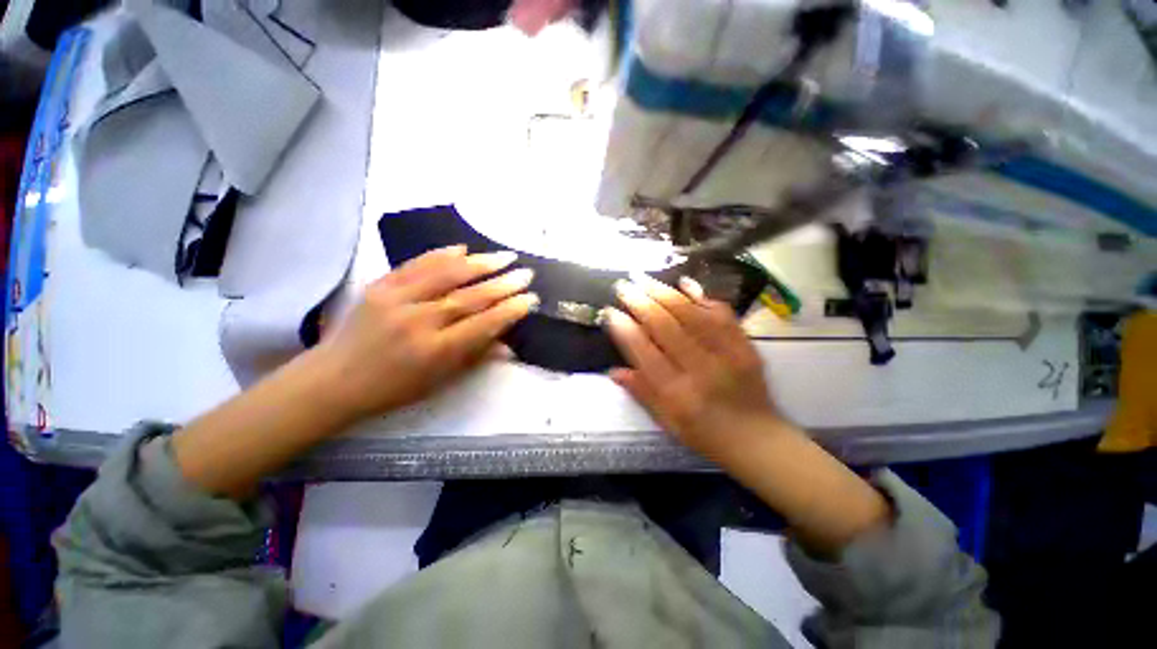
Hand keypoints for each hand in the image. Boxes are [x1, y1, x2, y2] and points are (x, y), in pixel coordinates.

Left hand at [315, 245, 537, 420]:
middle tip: (526, 274)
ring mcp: (396, 299)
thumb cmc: (392, 388)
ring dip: (480, 263)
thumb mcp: (439, 382)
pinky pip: (416, 264)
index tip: (530, 299)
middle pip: (470, 297)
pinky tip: (463, 248)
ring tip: (505, 256)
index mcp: (435, 351)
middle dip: (503, 284)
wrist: (333, 380)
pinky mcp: (379, 286)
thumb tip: (508, 344)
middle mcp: (418, 322)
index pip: (483, 324)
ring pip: (446, 275)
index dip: (510, 310)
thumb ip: (474, 357)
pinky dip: (441, 254)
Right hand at [605, 275, 782, 458]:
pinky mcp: (745, 345)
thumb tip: (613, 371)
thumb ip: (641, 393)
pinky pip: (722, 313)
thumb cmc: (705, 434)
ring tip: (644, 279)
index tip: (610, 312)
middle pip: (666, 327)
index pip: (645, 353)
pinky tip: (684, 283)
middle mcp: (701, 370)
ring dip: (665, 293)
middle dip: (641, 302)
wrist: (758, 439)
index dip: (625, 329)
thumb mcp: (667, 423)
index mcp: (678, 395)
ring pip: (692, 314)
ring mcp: (727, 354)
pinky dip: (701, 296)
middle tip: (623, 286)